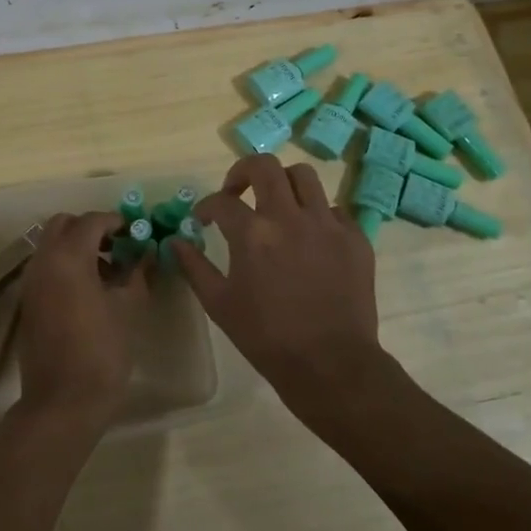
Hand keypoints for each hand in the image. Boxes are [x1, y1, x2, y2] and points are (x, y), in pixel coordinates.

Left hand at [12, 212, 147, 433]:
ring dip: (77, 246)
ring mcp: (31, 282)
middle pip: (63, 224)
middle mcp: (43, 261)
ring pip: (51, 245)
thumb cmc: (101, 352)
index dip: (116, 222)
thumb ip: (137, 273)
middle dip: (91, 228)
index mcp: (68, 257)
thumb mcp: (129, 308)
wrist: (62, 401)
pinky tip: (91, 290)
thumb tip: (146, 253)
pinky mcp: (28, 301)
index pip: (92, 221)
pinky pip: (46, 267)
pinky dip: (66, 265)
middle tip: (118, 246)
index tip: (137, 233)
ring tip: (109, 271)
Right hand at [169, 154, 386, 420]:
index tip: (204, 219)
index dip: (206, 207)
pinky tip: (309, 237)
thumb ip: (194, 267)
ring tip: (276, 204)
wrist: (330, 364)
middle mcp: (289, 217)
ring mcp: (326, 224)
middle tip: (237, 191)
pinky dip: (316, 214)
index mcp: (253, 233)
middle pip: (265, 166)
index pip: (221, 201)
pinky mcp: (355, 237)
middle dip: (244, 171)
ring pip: (304, 176)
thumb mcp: (219, 304)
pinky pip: (333, 209)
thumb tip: (175, 242)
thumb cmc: (266, 337)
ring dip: (283, 184)